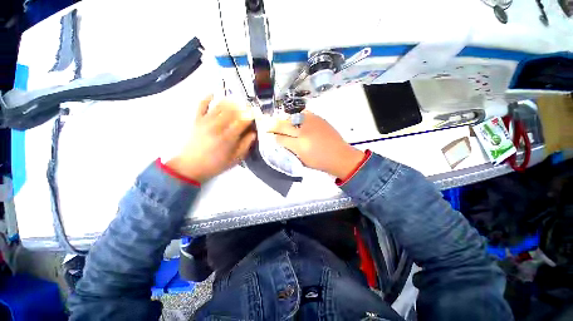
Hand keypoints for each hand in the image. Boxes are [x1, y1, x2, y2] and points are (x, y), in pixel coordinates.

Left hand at [166, 95, 255, 182]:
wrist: (189, 167)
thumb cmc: (215, 164)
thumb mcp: (235, 159)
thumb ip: (245, 145)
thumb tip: (253, 133)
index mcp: (228, 138)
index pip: (242, 121)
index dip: (251, 116)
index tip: (256, 114)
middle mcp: (217, 126)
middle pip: (232, 111)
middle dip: (243, 107)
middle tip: (249, 107)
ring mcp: (205, 121)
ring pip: (219, 106)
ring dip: (230, 101)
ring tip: (238, 101)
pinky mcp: (196, 120)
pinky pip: (201, 105)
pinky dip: (207, 97)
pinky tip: (213, 93)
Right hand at [269, 111, 363, 177]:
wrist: (340, 156)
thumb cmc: (320, 162)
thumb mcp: (302, 160)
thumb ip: (290, 149)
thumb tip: (281, 141)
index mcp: (299, 145)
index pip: (280, 138)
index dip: (273, 136)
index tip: (268, 134)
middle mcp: (303, 132)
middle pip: (284, 125)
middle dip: (274, 125)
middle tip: (268, 125)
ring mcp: (311, 123)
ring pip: (293, 117)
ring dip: (286, 120)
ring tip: (285, 124)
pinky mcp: (319, 118)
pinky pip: (304, 114)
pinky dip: (298, 117)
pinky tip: (298, 121)